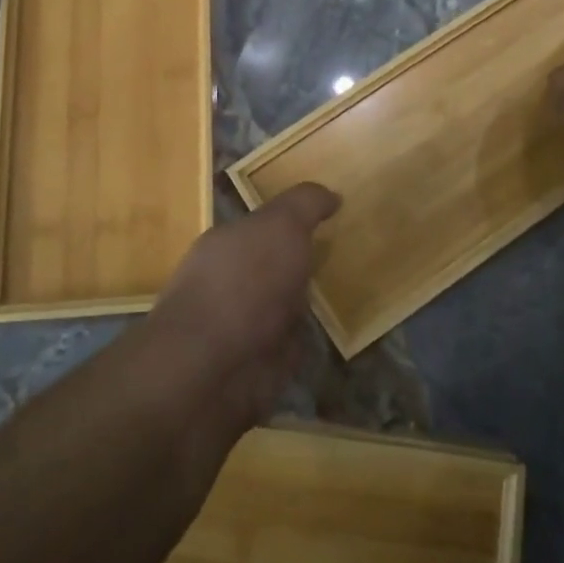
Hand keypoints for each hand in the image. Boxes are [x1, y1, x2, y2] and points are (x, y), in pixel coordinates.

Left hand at [142, 182, 340, 432]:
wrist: (214, 367)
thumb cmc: (244, 282)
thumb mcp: (281, 224)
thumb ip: (305, 204)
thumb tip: (331, 195)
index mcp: (228, 241)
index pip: (265, 223)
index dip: (296, 218)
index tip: (332, 216)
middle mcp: (232, 280)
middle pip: (275, 264)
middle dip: (303, 260)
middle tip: (348, 252)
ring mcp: (243, 325)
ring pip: (284, 304)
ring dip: (308, 301)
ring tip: (349, 290)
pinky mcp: (258, 365)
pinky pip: (292, 343)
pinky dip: (309, 338)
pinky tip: (335, 330)